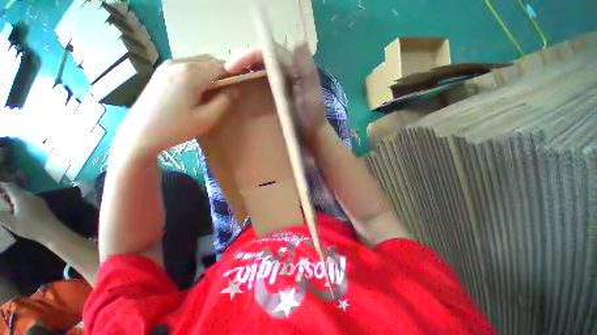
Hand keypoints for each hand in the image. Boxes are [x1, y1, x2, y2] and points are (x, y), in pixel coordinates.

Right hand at [0, 183, 62, 243]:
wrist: (51, 231)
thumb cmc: (30, 227)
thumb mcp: (11, 222)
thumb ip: (1, 215)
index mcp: (21, 196)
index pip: (9, 186)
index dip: (2, 185)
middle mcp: (30, 195)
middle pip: (16, 190)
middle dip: (7, 192)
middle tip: (0, 198)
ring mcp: (37, 199)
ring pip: (23, 195)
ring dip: (14, 198)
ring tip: (7, 205)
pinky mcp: (42, 204)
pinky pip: (29, 199)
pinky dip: (21, 201)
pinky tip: (19, 209)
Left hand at [117, 55, 238, 157]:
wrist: (140, 132)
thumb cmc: (176, 128)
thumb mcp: (207, 119)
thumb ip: (224, 102)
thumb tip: (235, 89)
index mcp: (191, 74)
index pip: (221, 66)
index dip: (234, 74)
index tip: (241, 85)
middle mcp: (178, 63)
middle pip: (209, 60)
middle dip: (223, 72)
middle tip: (229, 90)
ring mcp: (167, 65)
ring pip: (198, 61)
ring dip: (211, 72)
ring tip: (214, 90)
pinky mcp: (161, 70)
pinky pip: (187, 65)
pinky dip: (198, 72)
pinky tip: (198, 88)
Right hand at [226, 45, 327, 145]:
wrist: (313, 135)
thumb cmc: (313, 117)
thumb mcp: (312, 94)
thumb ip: (307, 71)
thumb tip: (299, 42)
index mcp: (294, 69)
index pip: (270, 52)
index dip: (250, 54)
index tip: (232, 66)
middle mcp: (287, 72)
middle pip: (263, 59)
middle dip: (244, 61)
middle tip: (228, 72)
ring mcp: (282, 84)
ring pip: (261, 69)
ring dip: (246, 70)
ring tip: (231, 78)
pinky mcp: (279, 95)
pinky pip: (263, 83)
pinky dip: (252, 82)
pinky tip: (244, 89)